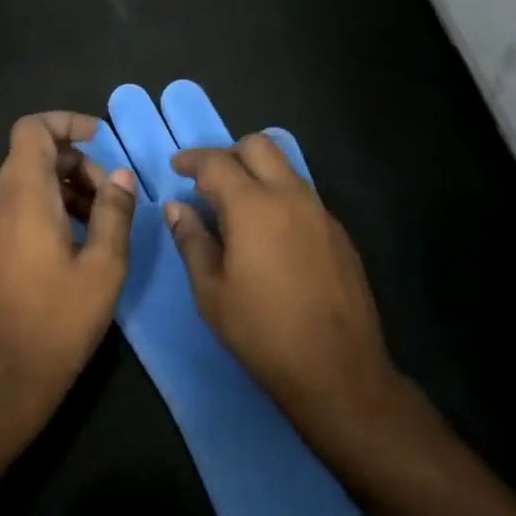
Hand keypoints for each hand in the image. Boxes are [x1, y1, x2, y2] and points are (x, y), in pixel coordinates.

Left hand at [0, 112, 136, 423]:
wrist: (9, 375)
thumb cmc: (60, 319)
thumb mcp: (104, 265)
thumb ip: (114, 212)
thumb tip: (120, 176)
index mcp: (24, 197)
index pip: (31, 129)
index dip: (66, 122)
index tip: (102, 139)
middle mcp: (2, 203)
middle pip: (33, 153)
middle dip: (77, 160)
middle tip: (112, 193)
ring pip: (30, 180)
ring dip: (69, 184)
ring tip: (105, 216)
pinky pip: (24, 206)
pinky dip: (54, 205)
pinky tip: (84, 237)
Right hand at [166, 136, 410, 450]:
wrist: (336, 369)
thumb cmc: (261, 331)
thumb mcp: (211, 291)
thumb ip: (192, 240)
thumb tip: (178, 208)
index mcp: (254, 207)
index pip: (218, 162)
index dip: (192, 160)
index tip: (176, 168)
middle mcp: (292, 198)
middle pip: (259, 146)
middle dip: (228, 154)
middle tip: (207, 182)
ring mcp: (321, 214)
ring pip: (285, 169)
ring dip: (257, 174)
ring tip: (235, 208)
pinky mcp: (339, 234)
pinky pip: (303, 196)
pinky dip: (279, 198)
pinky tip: (268, 235)